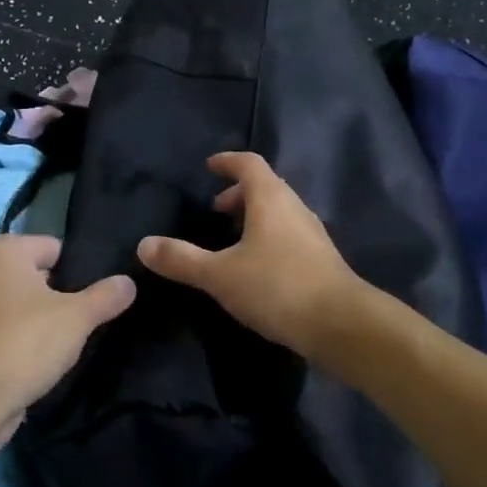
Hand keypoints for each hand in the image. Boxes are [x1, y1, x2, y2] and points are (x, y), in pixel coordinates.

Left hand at [0, 234, 134, 437]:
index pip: (54, 247)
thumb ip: (106, 296)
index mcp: (3, 251)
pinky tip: (53, 356)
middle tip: (94, 314)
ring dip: (48, 320)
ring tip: (78, 337)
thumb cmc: (27, 340)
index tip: (102, 289)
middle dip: (65, 294)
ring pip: (27, 305)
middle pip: (40, 275)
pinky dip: (31, 340)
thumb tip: (129, 282)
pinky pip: (14, 330)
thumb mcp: (77, 316)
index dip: (80, 268)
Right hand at [136, 152, 364, 364]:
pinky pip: (289, 234)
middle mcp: (294, 208)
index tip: (209, 166)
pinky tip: (257, 267)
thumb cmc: (277, 287)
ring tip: (232, 239)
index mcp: (270, 199)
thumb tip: (143, 245)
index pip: (249, 164)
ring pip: (279, 212)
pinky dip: (269, 237)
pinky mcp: (322, 260)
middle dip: (238, 194)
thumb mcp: (219, 275)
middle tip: (216, 209)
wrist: (342, 325)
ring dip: (255, 217)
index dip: (227, 162)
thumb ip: (181, 259)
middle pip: (266, 187)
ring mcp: (312, 234)